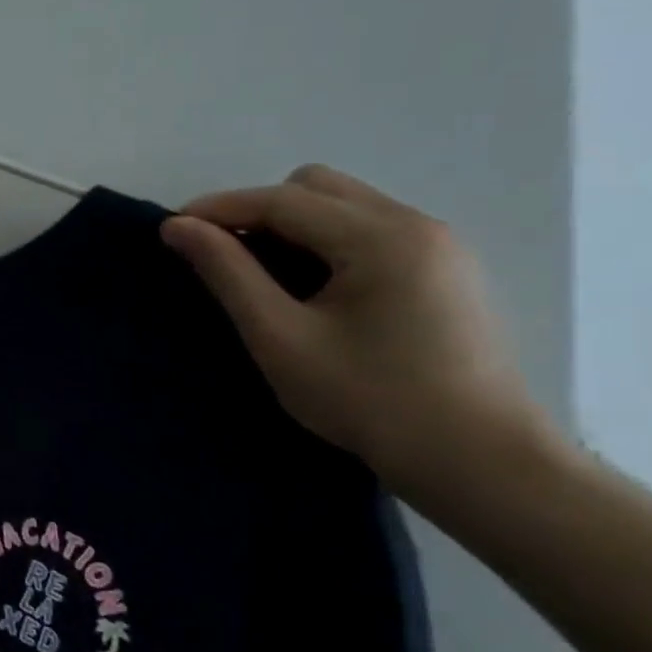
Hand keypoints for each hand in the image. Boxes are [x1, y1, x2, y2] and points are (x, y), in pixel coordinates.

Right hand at [160, 165, 555, 501]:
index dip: (218, 208)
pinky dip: (326, 242)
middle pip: (316, 187)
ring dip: (293, 226)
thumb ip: (227, 273)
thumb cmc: (369, 400)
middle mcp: (416, 225)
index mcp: (381, 238)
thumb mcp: (280, 337)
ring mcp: (440, 246)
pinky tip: (313, 289)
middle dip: (259, 211)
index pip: (282, 200)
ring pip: (345, 204)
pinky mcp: (446, 271)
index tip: (171, 229)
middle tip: (225, 257)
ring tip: (264, 275)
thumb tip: (177, 227)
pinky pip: (370, 229)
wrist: (480, 463)